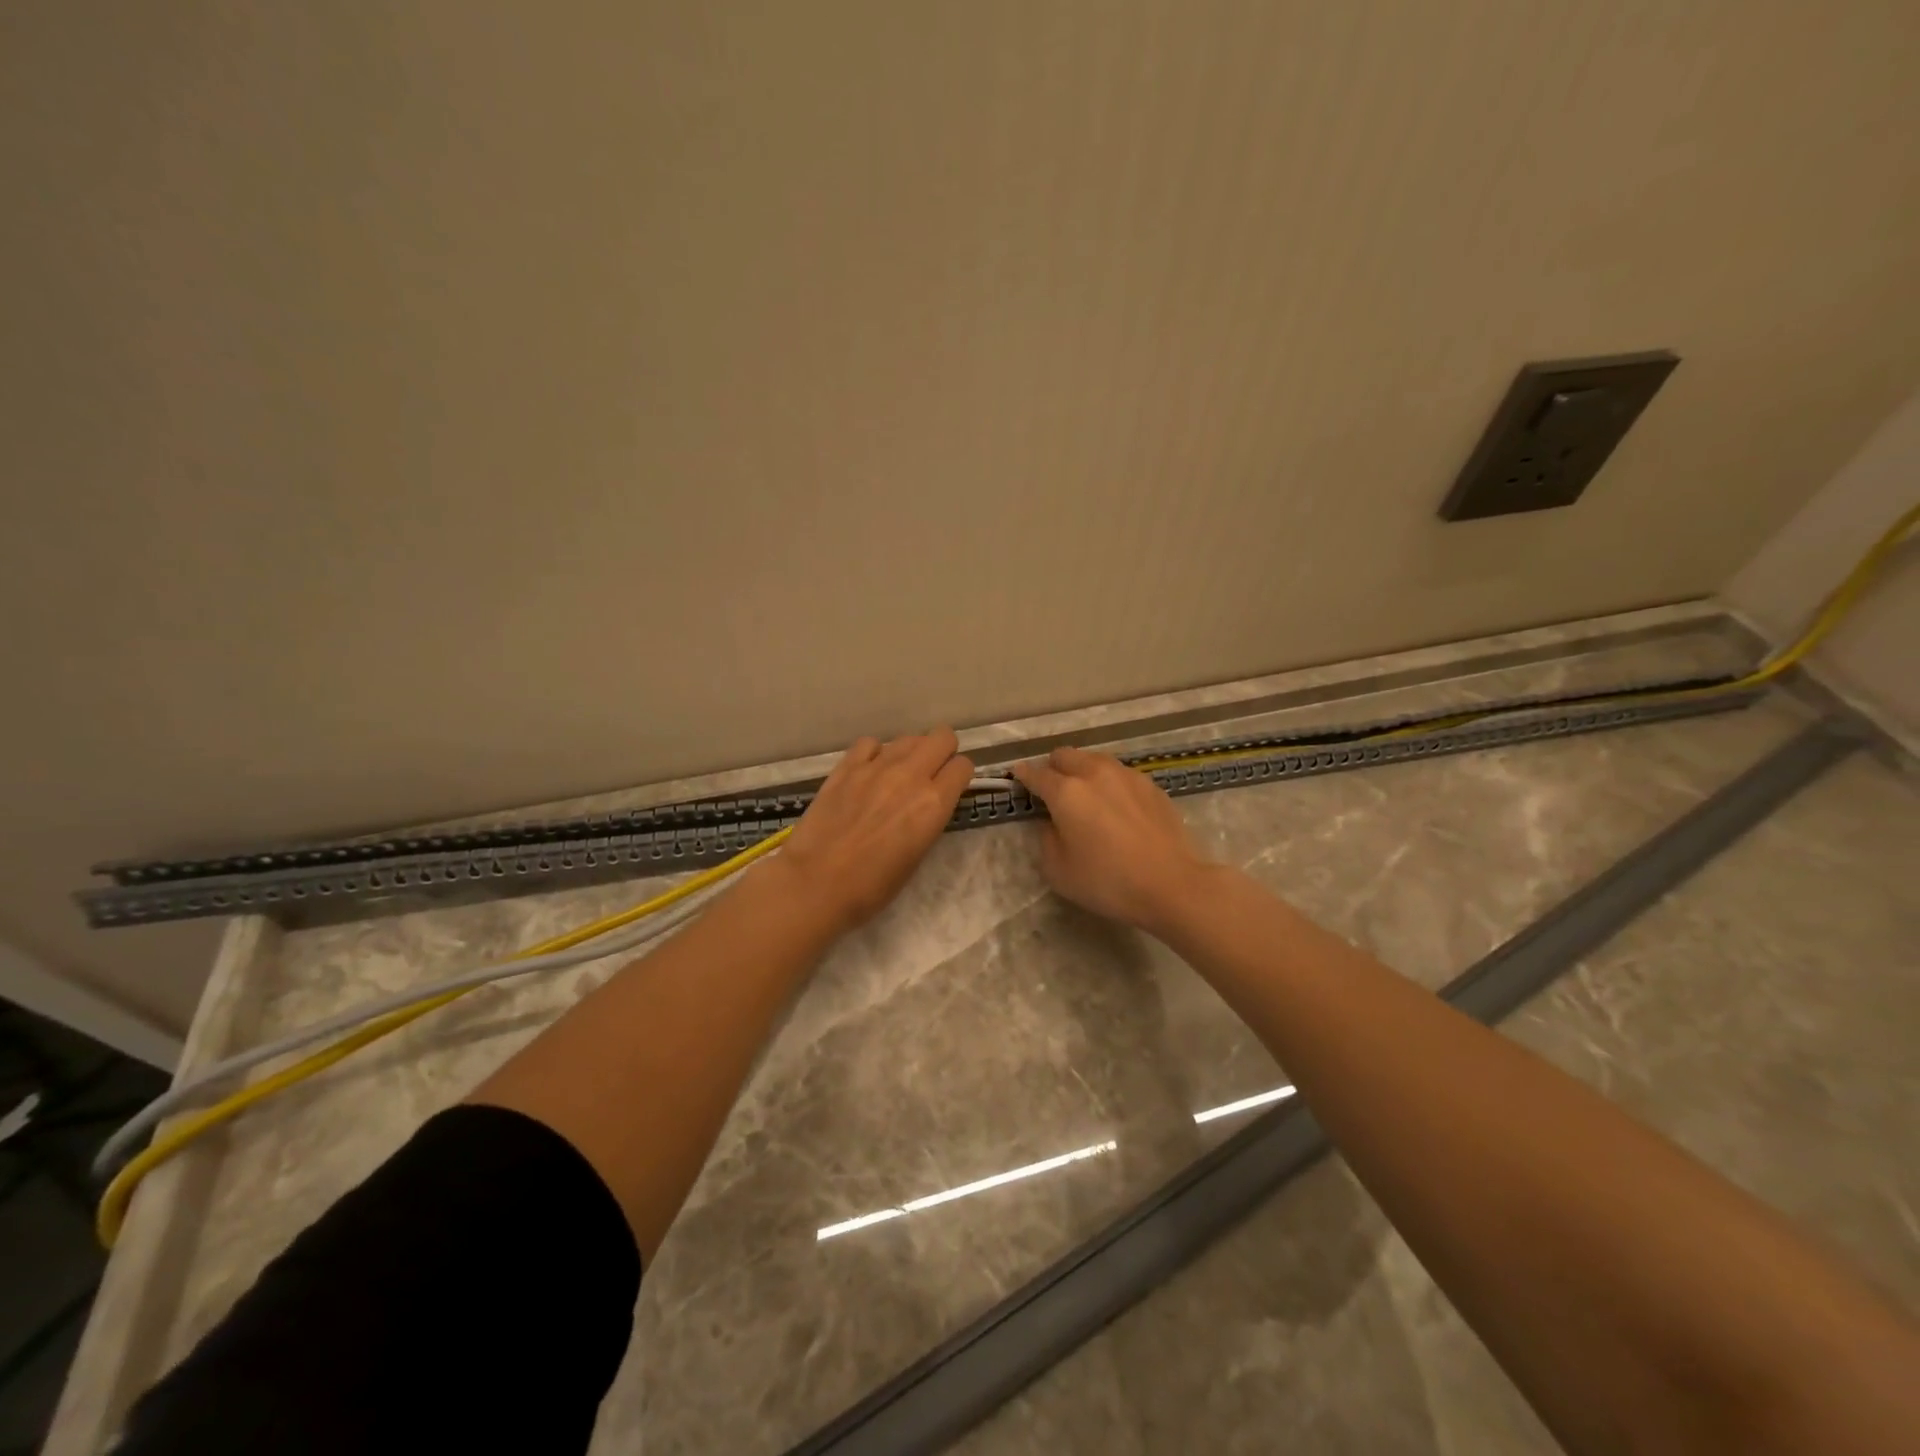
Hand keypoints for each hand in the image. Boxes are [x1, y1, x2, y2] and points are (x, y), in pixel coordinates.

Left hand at [777, 728, 972, 935]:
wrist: (816, 883)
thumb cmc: (872, 886)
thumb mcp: (916, 856)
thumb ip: (928, 820)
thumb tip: (927, 805)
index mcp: (934, 803)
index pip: (963, 766)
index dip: (959, 776)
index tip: (951, 787)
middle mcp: (911, 775)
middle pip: (942, 737)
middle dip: (942, 752)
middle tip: (930, 773)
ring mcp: (876, 766)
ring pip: (908, 738)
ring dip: (910, 753)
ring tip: (897, 775)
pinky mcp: (847, 766)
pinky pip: (870, 744)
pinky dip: (874, 754)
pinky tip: (868, 772)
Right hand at [1012, 747, 1217, 936]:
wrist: (1172, 884)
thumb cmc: (1108, 882)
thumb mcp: (1058, 871)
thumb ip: (1046, 839)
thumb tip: (1052, 822)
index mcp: (1066, 792)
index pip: (1036, 773)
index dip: (1023, 775)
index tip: (1018, 777)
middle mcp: (1094, 773)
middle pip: (1065, 756)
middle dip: (1053, 768)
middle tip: (1053, 791)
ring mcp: (1126, 775)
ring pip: (1094, 760)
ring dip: (1082, 771)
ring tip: (1086, 796)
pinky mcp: (1150, 785)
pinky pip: (1120, 774)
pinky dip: (1109, 783)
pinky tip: (1116, 807)